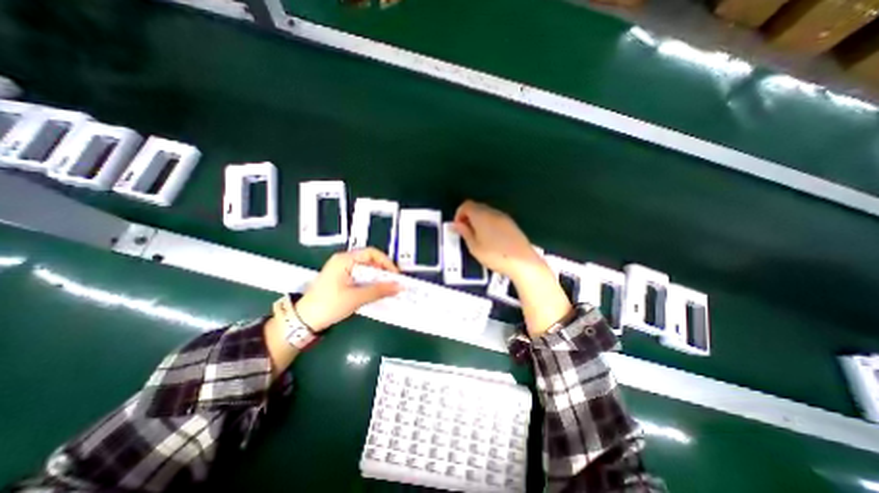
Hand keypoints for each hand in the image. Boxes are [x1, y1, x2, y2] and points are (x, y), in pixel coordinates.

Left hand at [297, 248, 402, 332]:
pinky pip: (360, 277)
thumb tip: (399, 287)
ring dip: (377, 279)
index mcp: (345, 259)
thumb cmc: (329, 305)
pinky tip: (375, 292)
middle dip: (383, 272)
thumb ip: (379, 290)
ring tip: (387, 288)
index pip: (371, 253)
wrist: (303, 320)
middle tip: (393, 283)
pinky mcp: (340, 279)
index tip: (395, 275)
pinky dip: (369, 283)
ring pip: (365, 270)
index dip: (386, 262)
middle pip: (369, 261)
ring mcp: (341, 270)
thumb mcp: (356, 297)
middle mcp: (343, 261)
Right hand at [453, 199, 542, 281]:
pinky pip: (495, 218)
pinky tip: (490, 238)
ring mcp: (504, 217)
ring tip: (477, 237)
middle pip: (476, 207)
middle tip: (465, 232)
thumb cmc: (495, 255)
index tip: (458, 227)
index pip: (466, 205)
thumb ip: (465, 233)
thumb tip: (457, 224)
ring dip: (478, 220)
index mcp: (481, 216)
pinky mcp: (511, 223)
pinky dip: (488, 223)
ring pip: (486, 212)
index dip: (459, 214)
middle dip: (468, 217)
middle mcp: (493, 212)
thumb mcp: (474, 247)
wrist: (523, 261)